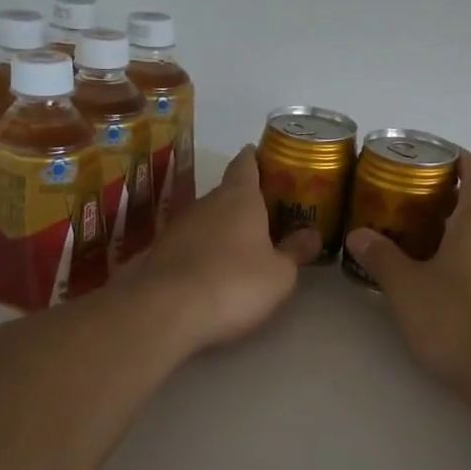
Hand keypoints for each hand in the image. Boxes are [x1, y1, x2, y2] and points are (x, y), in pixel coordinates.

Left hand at [125, 146, 321, 352]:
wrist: (164, 311)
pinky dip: (203, 251)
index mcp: (239, 197)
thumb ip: (295, 251)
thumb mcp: (280, 274)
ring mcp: (177, 227)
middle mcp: (206, 203)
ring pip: (207, 219)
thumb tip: (312, 235)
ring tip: (244, 246)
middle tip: (269, 214)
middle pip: (227, 193)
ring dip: (223, 229)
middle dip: (246, 201)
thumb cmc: (233, 283)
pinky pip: (190, 244)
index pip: (246, 163)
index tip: (266, 158)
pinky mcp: (159, 254)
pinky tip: (214, 271)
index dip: (256, 158)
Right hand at [345, 153, 470, 388]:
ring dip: (457, 241)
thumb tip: (359, 236)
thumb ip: (382, 257)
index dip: (461, 159)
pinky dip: (468, 271)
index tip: (438, 157)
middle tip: (410, 210)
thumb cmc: (455, 317)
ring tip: (420, 252)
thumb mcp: (407, 287)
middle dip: (448, 205)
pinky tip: (443, 293)